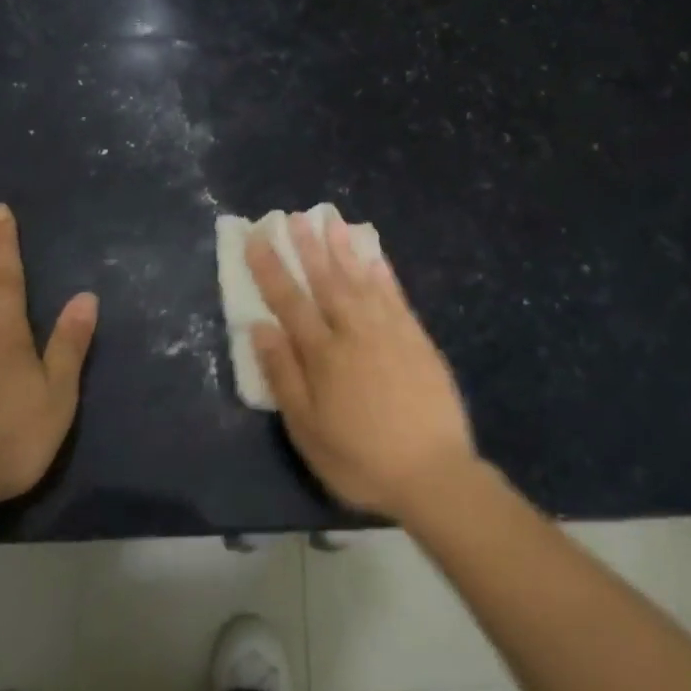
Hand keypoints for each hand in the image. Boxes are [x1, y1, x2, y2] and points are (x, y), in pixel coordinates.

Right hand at [246, 211, 475, 521]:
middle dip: (307, 247)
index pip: (290, 301)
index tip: (257, 238)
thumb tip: (260, 328)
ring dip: (344, 249)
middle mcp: (354, 332)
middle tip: (294, 216)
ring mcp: (389, 332)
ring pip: (361, 280)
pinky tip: (374, 256)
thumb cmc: (360, 459)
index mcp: (323, 355)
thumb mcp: (307, 430)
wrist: (433, 474)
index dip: (271, 268)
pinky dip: (383, 273)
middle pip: (326, 281)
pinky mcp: (417, 338)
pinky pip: (396, 295)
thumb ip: (283, 375)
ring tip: (331, 220)